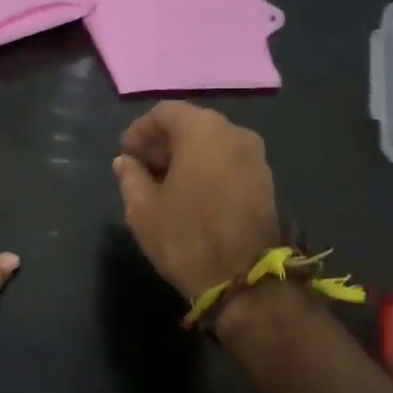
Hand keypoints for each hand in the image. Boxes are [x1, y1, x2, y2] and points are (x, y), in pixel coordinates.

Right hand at [112, 101, 282, 300]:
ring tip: (164, 186)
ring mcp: (256, 157)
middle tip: (141, 170)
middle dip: (163, 144)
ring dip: (186, 158)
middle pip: (192, 125)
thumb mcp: (143, 209)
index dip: (140, 131)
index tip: (126, 155)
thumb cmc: (186, 237)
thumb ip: (130, 177)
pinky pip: (229, 163)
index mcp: (203, 130)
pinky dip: (208, 170)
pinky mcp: (266, 182)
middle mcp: (235, 133)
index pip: (165, 112)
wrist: (244, 280)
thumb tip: (126, 162)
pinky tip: (191, 197)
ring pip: (213, 145)